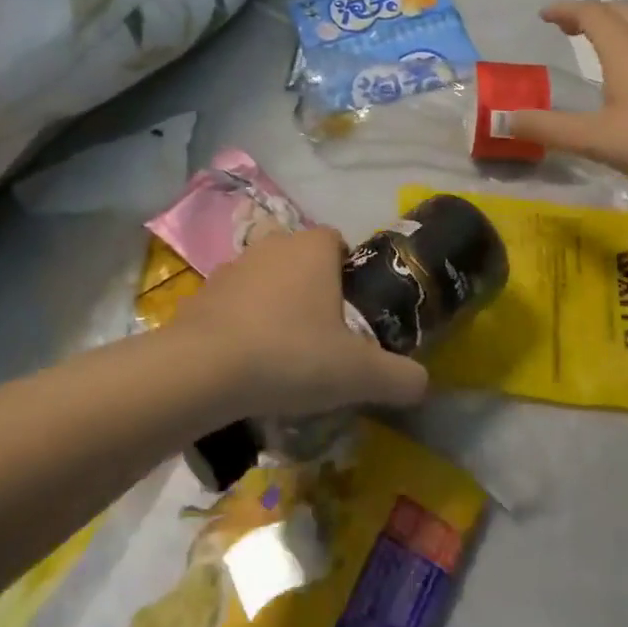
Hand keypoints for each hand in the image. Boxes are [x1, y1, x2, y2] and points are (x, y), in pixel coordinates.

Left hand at [174, 227, 428, 415]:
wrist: (203, 370)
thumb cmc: (291, 355)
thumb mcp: (358, 373)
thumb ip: (400, 377)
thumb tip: (425, 383)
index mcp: (313, 247)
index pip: (338, 243)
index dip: (349, 275)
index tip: (352, 316)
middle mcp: (273, 244)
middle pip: (303, 262)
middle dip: (314, 293)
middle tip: (324, 341)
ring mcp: (233, 266)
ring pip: (267, 281)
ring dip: (276, 308)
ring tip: (284, 357)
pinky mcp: (203, 293)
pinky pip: (234, 305)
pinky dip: (243, 325)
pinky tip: (246, 365)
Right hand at [506, 0, 627, 188]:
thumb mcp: (596, 138)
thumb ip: (549, 128)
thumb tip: (504, 120)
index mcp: (623, 47)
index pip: (590, 13)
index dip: (565, 10)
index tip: (545, 15)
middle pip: (620, 8)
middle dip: (591, 11)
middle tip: (571, 26)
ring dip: (625, 15)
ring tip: (613, 32)